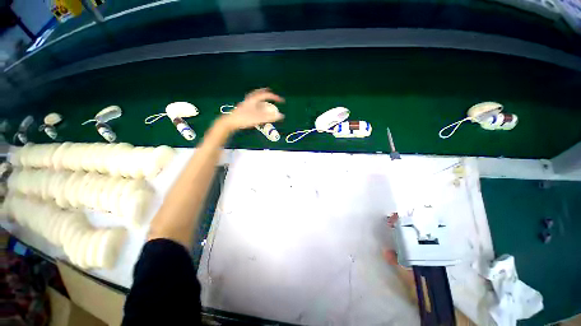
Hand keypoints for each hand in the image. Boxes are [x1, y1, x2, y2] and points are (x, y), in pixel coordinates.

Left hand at [221, 88, 284, 130]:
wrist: (230, 122)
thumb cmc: (244, 119)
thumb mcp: (258, 118)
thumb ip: (270, 117)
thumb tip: (281, 116)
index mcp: (253, 100)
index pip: (266, 95)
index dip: (274, 97)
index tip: (281, 100)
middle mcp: (249, 100)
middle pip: (258, 93)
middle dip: (265, 93)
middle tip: (270, 92)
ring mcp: (245, 104)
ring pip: (254, 98)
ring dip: (261, 98)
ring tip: (265, 101)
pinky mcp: (243, 109)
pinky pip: (252, 104)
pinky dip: (257, 104)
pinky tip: (258, 109)